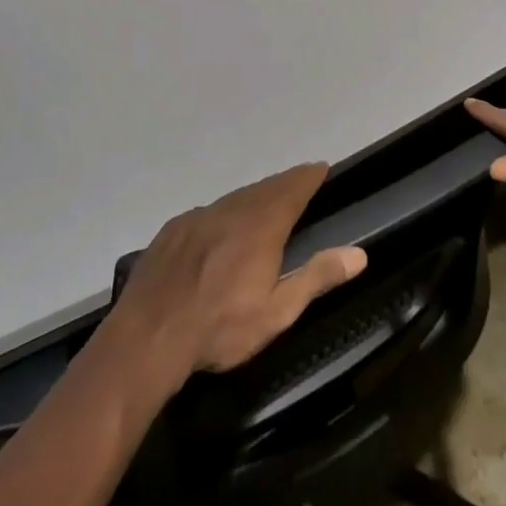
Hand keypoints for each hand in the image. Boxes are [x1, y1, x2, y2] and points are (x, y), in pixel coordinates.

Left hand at [114, 163, 367, 380]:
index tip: (321, 168)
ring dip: (255, 195)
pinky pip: (208, 212)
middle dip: (285, 183)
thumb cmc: (219, 329)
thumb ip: (317, 277)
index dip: (308, 177)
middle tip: (300, 181)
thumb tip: (358, 254)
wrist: (146, 337)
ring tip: (267, 200)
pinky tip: (221, 228)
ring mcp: (198, 217)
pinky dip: (225, 212)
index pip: (292, 189)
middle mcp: (231, 210)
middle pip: (265, 188)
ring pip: (235, 198)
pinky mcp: (173, 230)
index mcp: (261, 226)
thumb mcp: (277, 312)